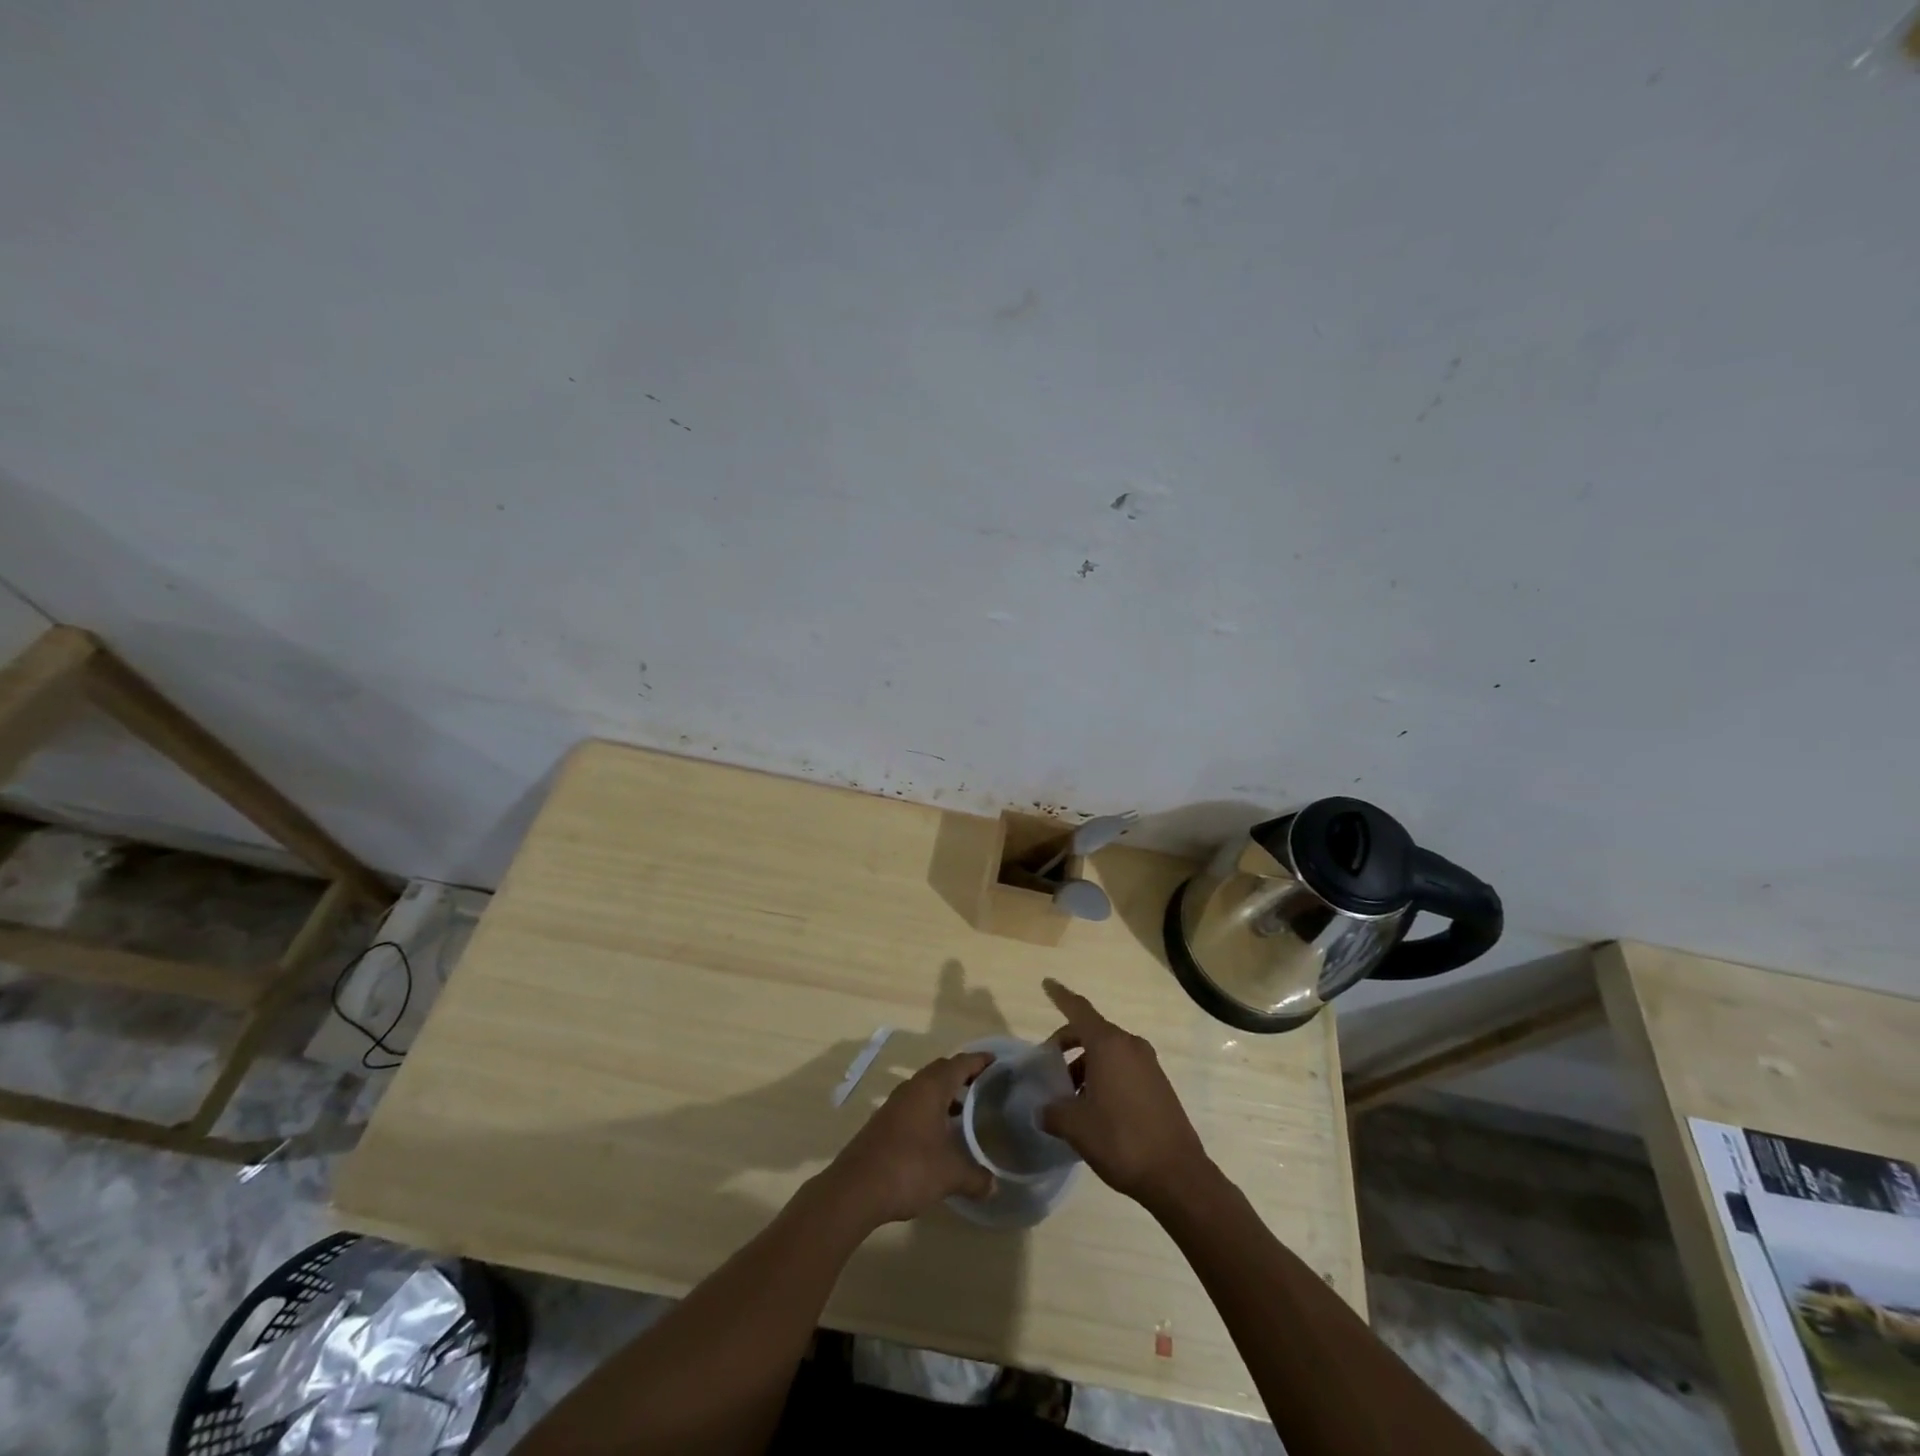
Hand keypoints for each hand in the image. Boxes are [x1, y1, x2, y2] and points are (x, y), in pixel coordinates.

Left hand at [825, 1051, 994, 1226]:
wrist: (856, 1188)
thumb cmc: (909, 1168)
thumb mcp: (950, 1174)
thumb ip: (976, 1177)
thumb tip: (994, 1186)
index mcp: (931, 1088)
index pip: (960, 1063)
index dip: (979, 1061)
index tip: (997, 1062)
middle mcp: (912, 1088)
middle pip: (941, 1070)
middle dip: (963, 1074)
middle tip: (984, 1085)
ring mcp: (895, 1104)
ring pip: (925, 1087)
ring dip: (945, 1093)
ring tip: (966, 1111)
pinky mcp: (884, 1121)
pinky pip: (914, 1104)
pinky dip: (931, 1109)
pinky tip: (939, 1133)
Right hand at [1040, 979, 1211, 1211]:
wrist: (1177, 1175)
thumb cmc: (1121, 1140)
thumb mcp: (1076, 1127)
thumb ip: (1053, 1112)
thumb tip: (1042, 1110)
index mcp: (1108, 1045)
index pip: (1078, 1009)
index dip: (1060, 996)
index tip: (1047, 982)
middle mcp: (1129, 1045)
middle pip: (1091, 1031)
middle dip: (1068, 1044)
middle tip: (1051, 1068)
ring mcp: (1148, 1063)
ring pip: (1108, 1052)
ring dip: (1086, 1065)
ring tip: (1071, 1098)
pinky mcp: (1159, 1083)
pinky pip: (1124, 1067)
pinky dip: (1105, 1075)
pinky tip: (1095, 1107)